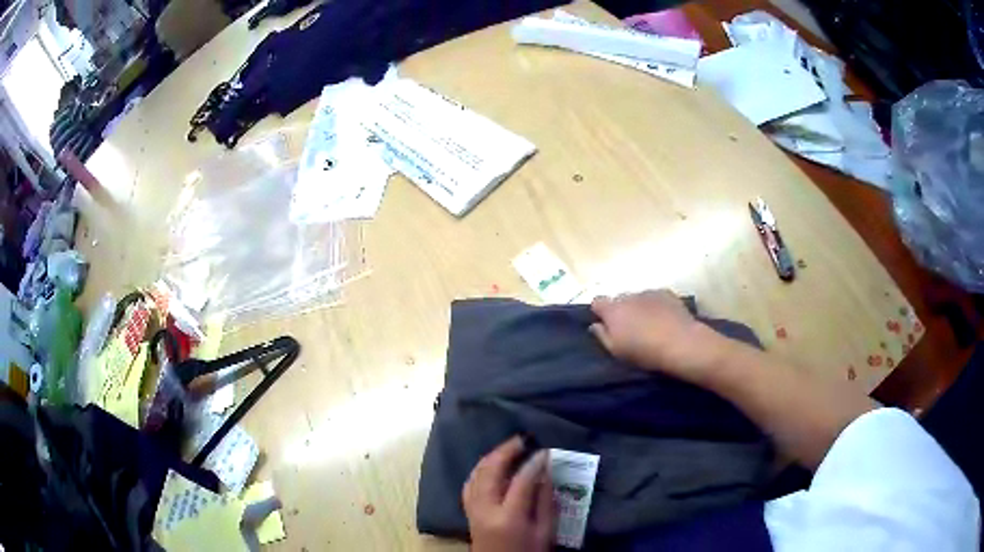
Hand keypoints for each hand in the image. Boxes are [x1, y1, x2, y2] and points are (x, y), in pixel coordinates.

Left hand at [463, 436, 554, 551]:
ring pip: (476, 474)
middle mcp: (485, 509)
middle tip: (523, 439)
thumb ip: (545, 502)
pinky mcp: (468, 512)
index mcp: (509, 517)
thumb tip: (546, 473)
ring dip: (492, 457)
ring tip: (509, 447)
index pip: (521, 481)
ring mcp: (473, 510)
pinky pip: (470, 483)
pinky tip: (491, 465)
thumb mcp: (545, 532)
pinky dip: (480, 469)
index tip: (545, 449)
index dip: (534, 462)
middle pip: (490, 471)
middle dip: (506, 451)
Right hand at [589, 290, 729, 383]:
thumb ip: (602, 336)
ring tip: (650, 324)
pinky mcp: (667, 293)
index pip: (597, 301)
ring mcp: (649, 292)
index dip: (600, 312)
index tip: (606, 324)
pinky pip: (655, 297)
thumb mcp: (616, 351)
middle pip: (619, 299)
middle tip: (630, 328)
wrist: (681, 343)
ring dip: (639, 307)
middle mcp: (629, 296)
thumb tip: (595, 325)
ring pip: (638, 298)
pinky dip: (656, 305)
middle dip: (622, 310)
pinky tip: (664, 319)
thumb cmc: (644, 351)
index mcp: (613, 310)